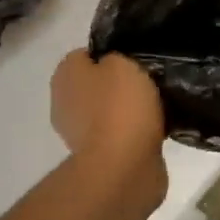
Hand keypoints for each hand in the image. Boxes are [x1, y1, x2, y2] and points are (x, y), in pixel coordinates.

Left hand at [50, 50, 167, 185]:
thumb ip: (116, 56)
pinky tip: (154, 128)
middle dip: (119, 83)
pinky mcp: (97, 156)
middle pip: (96, 83)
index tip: (135, 58)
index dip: (111, 53)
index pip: (86, 54)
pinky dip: (132, 132)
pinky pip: (117, 133)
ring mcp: (77, 132)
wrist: (123, 166)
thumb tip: (113, 65)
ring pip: (107, 109)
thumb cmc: (120, 106)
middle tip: (148, 81)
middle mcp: (63, 101)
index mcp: (65, 75)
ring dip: (127, 109)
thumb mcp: (122, 63)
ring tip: (157, 106)